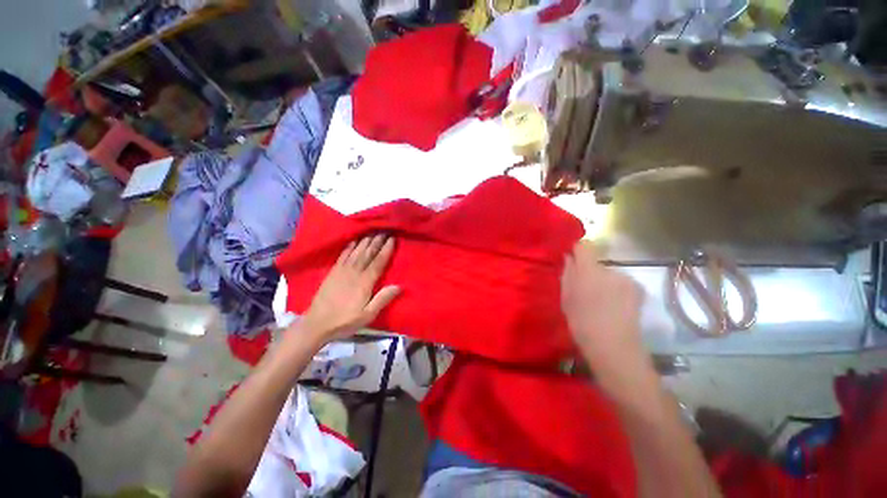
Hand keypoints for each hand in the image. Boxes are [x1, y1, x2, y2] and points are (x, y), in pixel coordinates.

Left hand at [300, 234, 400, 342]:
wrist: (317, 324)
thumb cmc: (345, 321)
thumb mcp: (368, 315)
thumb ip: (383, 299)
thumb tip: (399, 286)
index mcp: (365, 282)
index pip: (378, 262)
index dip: (386, 249)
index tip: (392, 238)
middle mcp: (354, 272)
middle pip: (368, 253)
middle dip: (377, 240)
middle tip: (385, 229)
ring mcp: (342, 270)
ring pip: (357, 251)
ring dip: (366, 240)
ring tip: (373, 231)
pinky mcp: (333, 272)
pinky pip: (343, 255)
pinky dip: (350, 246)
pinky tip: (354, 240)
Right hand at [561, 241, 644, 372]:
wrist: (614, 347)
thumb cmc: (582, 322)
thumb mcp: (566, 297)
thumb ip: (567, 273)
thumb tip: (568, 257)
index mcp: (589, 270)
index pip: (585, 245)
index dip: (577, 250)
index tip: (572, 259)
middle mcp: (611, 270)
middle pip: (597, 263)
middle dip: (590, 272)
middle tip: (584, 291)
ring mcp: (627, 279)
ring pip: (609, 274)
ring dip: (604, 282)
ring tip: (600, 302)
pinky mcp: (638, 289)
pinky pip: (621, 283)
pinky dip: (617, 290)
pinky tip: (615, 307)